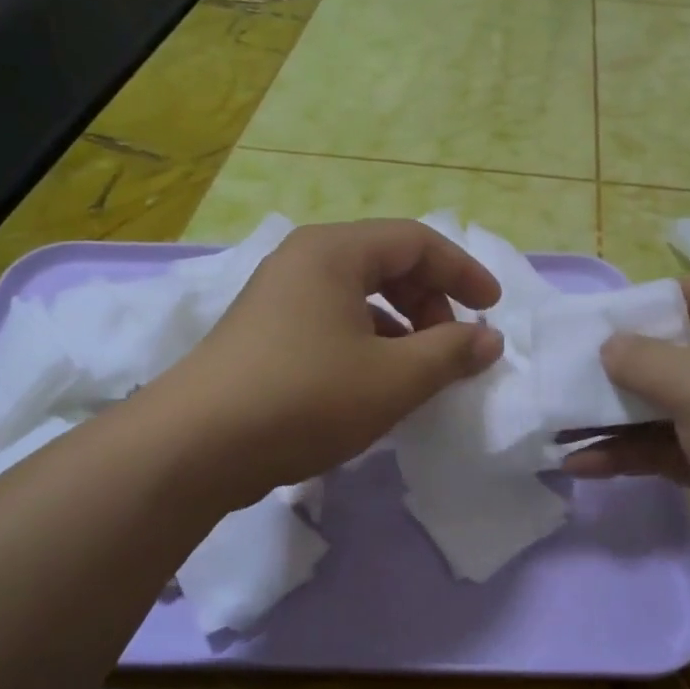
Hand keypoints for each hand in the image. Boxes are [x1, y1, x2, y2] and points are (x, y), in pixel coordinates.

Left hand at [158, 220, 504, 505]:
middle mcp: (303, 260)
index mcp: (334, 251)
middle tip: (451, 346)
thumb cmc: (305, 398)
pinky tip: (373, 386)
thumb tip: (489, 338)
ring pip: (358, 296)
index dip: (462, 271)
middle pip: (386, 263)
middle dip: (430, 301)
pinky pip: (331, 322)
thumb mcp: (393, 378)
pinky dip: (366, 344)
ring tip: (418, 372)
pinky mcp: (263, 334)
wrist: (195, 447)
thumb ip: (450, 353)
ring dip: (400, 327)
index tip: (493, 308)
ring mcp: (277, 297)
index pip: (416, 241)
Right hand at [564, 273, 689, 632]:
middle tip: (566, 374)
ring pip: (664, 408)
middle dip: (621, 365)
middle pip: (676, 354)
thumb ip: (646, 360)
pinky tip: (581, 464)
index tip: (609, 321)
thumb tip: (608, 346)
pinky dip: (626, 454)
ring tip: (558, 423)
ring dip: (613, 416)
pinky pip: (665, 451)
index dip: (661, 299)